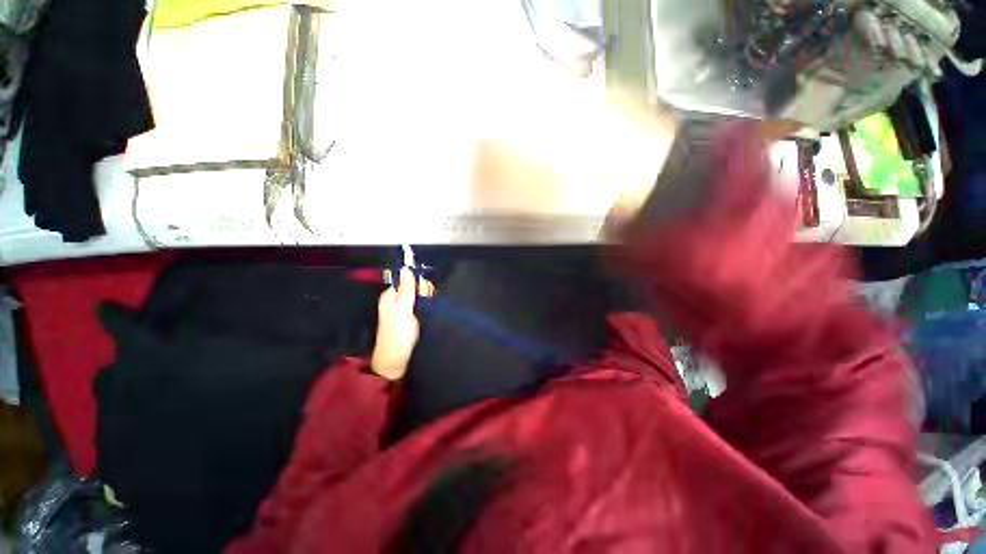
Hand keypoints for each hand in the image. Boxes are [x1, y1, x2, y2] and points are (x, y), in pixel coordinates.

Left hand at [370, 268, 432, 380]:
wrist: (397, 364)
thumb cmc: (397, 336)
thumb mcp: (402, 311)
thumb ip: (406, 290)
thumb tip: (406, 268)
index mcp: (392, 296)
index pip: (409, 279)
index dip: (418, 282)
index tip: (424, 292)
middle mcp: (400, 300)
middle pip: (418, 287)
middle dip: (425, 293)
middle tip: (424, 306)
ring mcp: (409, 310)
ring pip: (424, 297)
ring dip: (430, 301)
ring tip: (429, 314)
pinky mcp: (417, 319)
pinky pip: (427, 307)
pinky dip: (431, 309)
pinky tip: (433, 314)